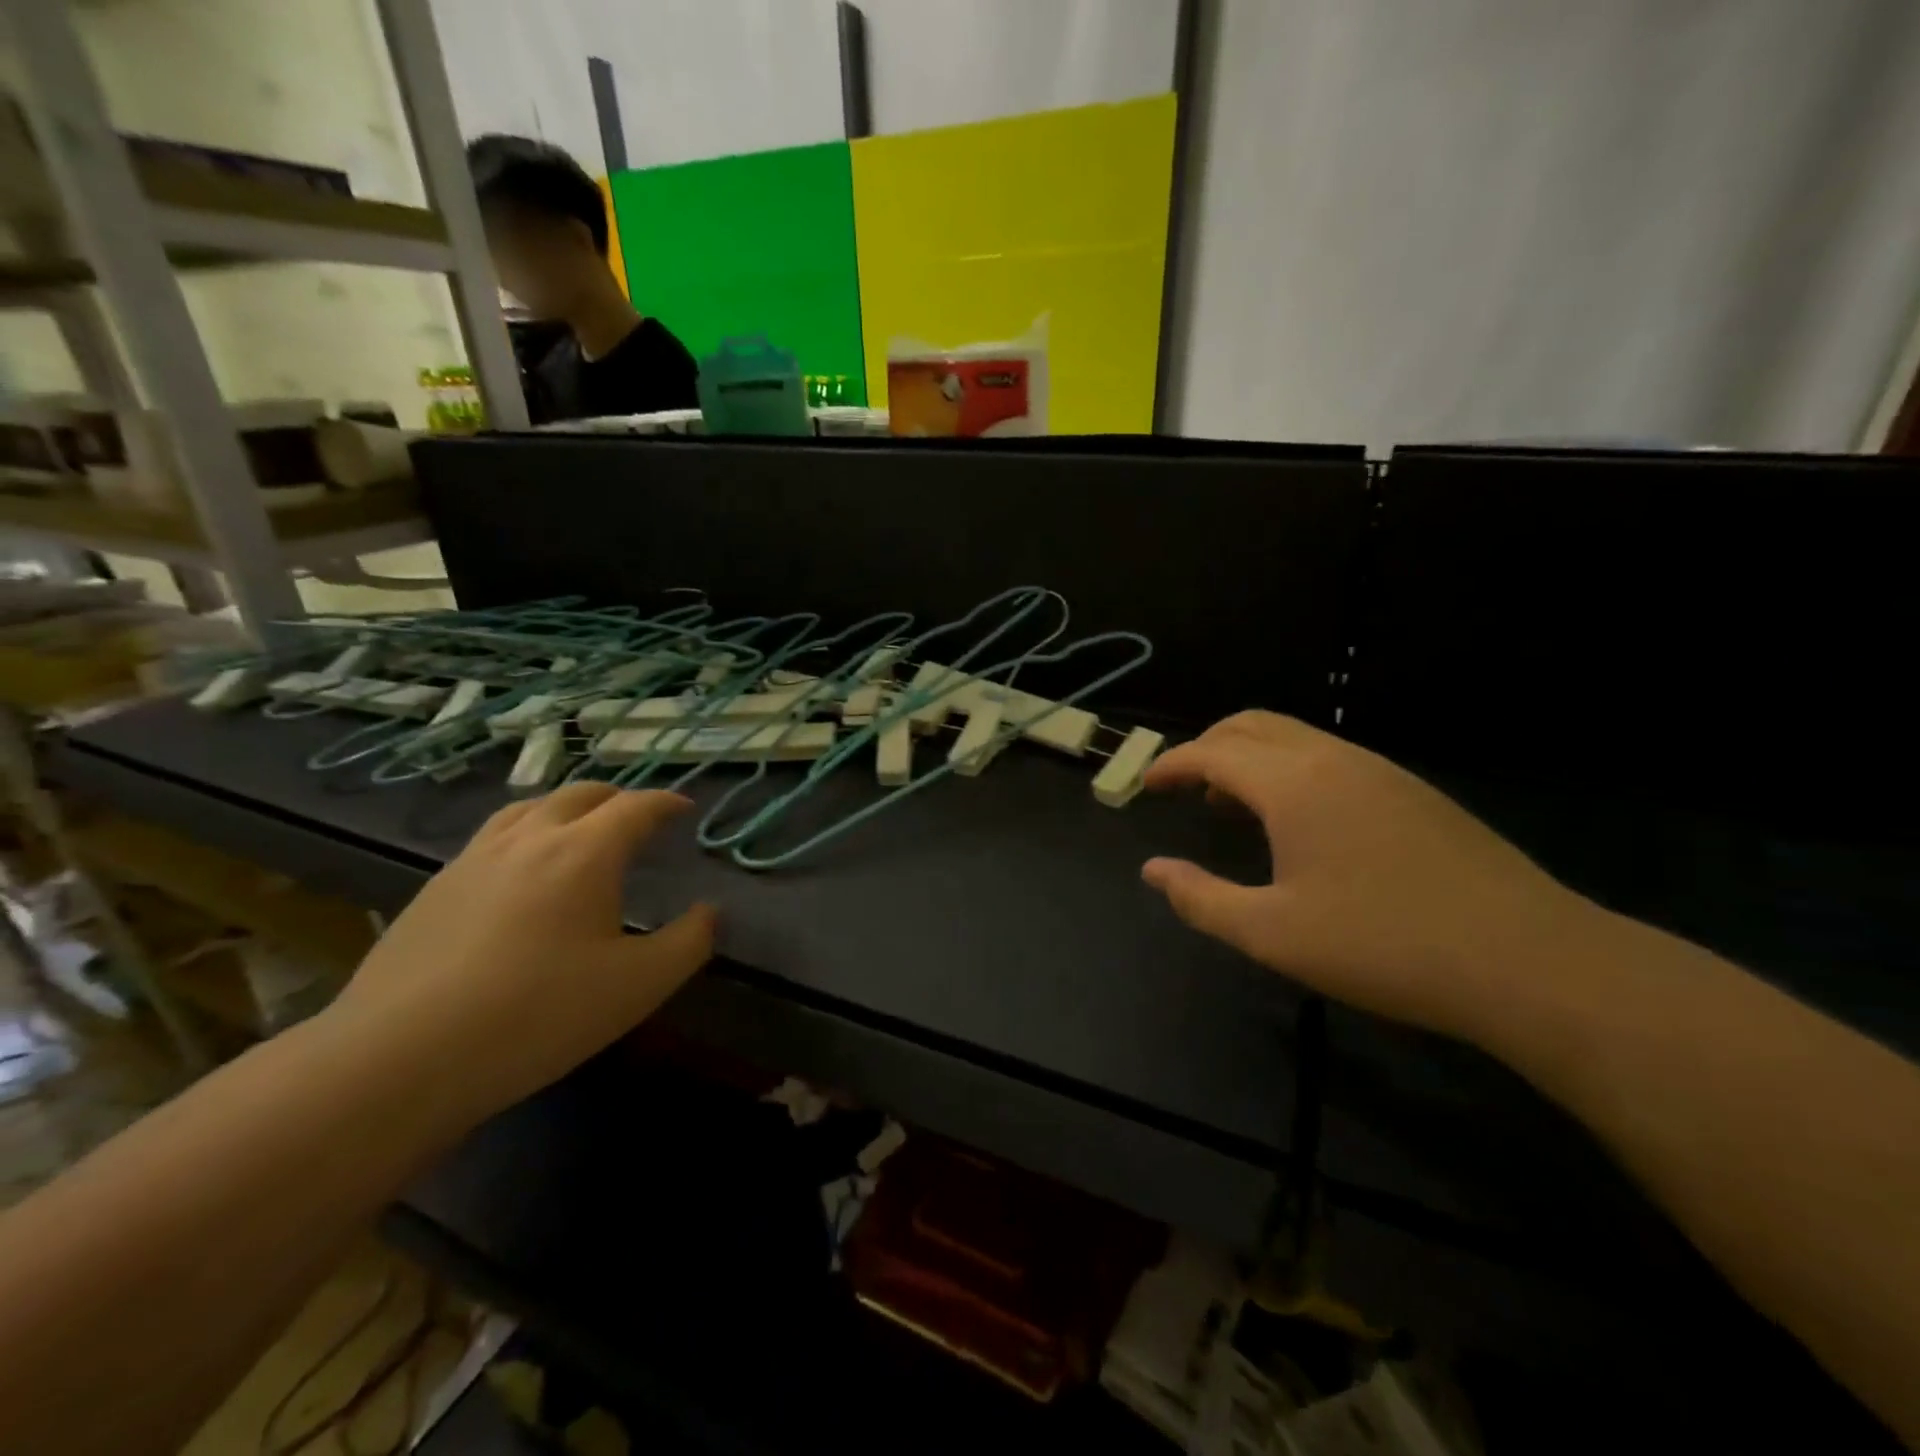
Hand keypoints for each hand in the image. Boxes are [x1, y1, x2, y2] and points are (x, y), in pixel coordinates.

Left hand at [324, 784, 715, 1128]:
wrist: (401, 1058)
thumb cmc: (539, 1014)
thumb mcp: (640, 985)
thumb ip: (689, 942)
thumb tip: (709, 913)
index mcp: (585, 852)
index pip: (636, 807)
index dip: (666, 803)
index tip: (684, 809)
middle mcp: (530, 839)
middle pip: (580, 794)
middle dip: (617, 798)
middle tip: (638, 818)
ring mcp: (474, 860)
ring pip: (528, 809)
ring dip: (565, 809)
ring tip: (579, 831)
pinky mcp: (434, 889)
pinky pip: (492, 840)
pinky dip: (524, 836)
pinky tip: (520, 876)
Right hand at [1142, 712, 1594, 1043]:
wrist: (1529, 961)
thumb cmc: (1383, 945)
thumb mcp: (1272, 934)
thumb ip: (1201, 899)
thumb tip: (1152, 871)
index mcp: (1292, 784)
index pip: (1213, 753)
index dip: (1171, 764)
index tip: (1145, 785)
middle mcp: (1332, 759)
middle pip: (1251, 726)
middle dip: (1207, 747)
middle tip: (1183, 786)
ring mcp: (1379, 770)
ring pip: (1293, 737)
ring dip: (1250, 758)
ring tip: (1231, 806)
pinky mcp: (1412, 791)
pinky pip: (1329, 757)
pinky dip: (1290, 770)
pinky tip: (1298, 823)